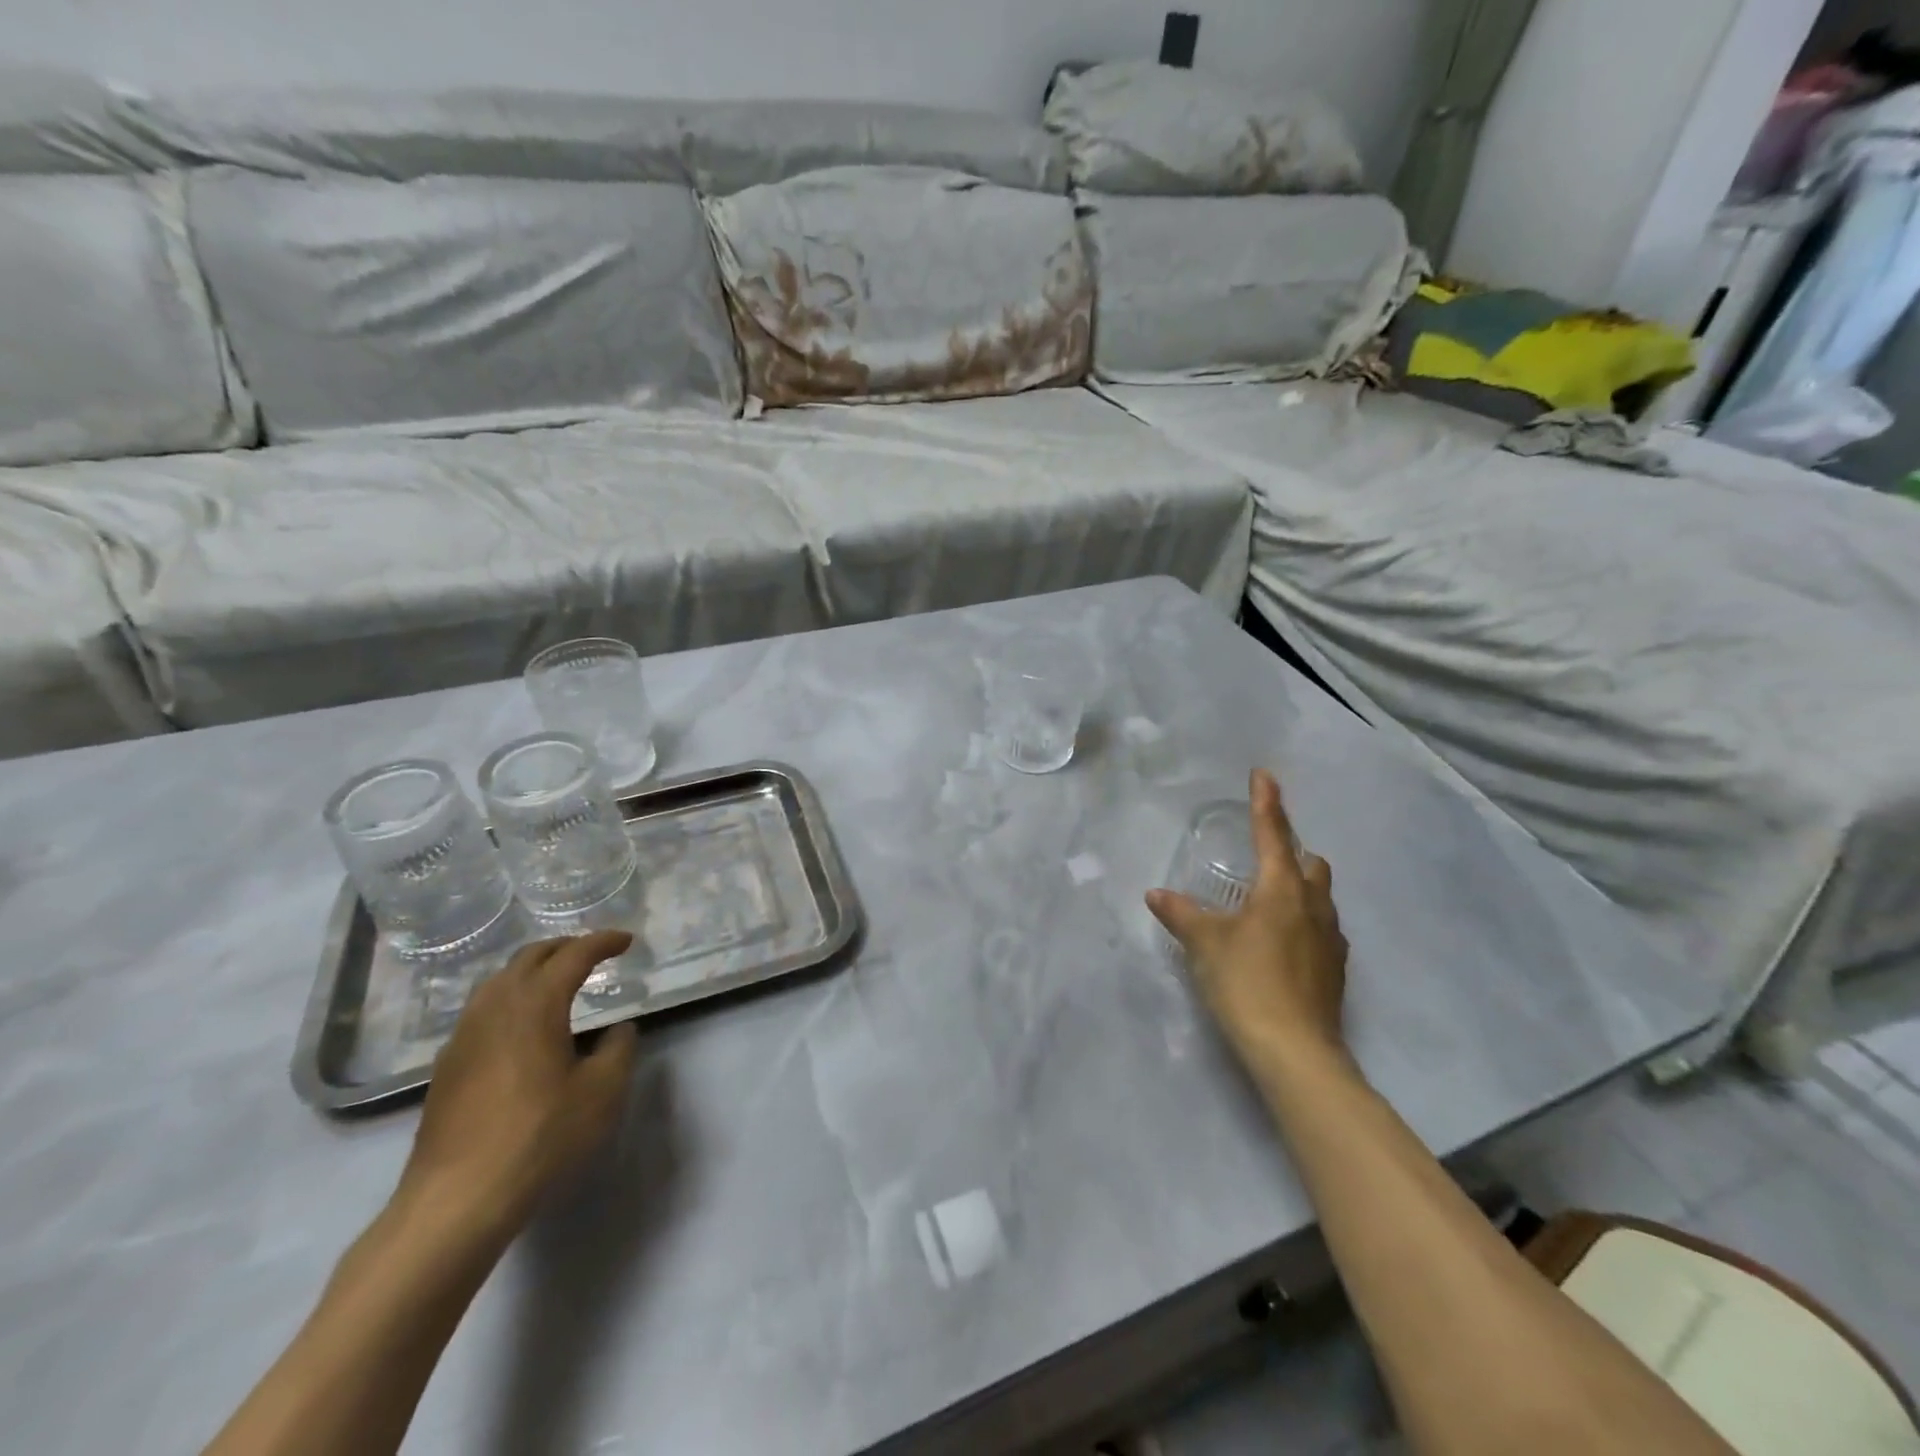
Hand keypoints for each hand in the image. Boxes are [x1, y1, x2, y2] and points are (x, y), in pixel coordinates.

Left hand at [394, 932, 639, 1243]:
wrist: (456, 1200)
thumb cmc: (540, 1137)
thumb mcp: (603, 1092)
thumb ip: (619, 1049)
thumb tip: (617, 1030)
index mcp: (536, 1003)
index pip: (574, 955)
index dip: (603, 942)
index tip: (626, 941)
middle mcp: (495, 1007)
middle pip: (530, 957)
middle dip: (565, 947)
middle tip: (594, 954)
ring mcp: (464, 1036)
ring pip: (500, 981)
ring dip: (534, 971)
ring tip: (559, 983)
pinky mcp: (447, 1066)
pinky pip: (483, 1010)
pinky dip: (512, 999)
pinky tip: (523, 1027)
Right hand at [1148, 770, 1349, 1067]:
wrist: (1295, 1051)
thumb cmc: (1246, 982)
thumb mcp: (1204, 944)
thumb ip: (1180, 914)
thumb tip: (1156, 894)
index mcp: (1282, 889)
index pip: (1273, 833)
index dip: (1266, 802)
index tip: (1263, 775)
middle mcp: (1314, 906)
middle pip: (1310, 863)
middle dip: (1290, 851)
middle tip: (1261, 856)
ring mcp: (1331, 939)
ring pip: (1320, 897)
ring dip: (1298, 887)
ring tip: (1266, 900)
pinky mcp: (1335, 970)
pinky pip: (1321, 928)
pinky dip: (1303, 921)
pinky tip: (1280, 943)